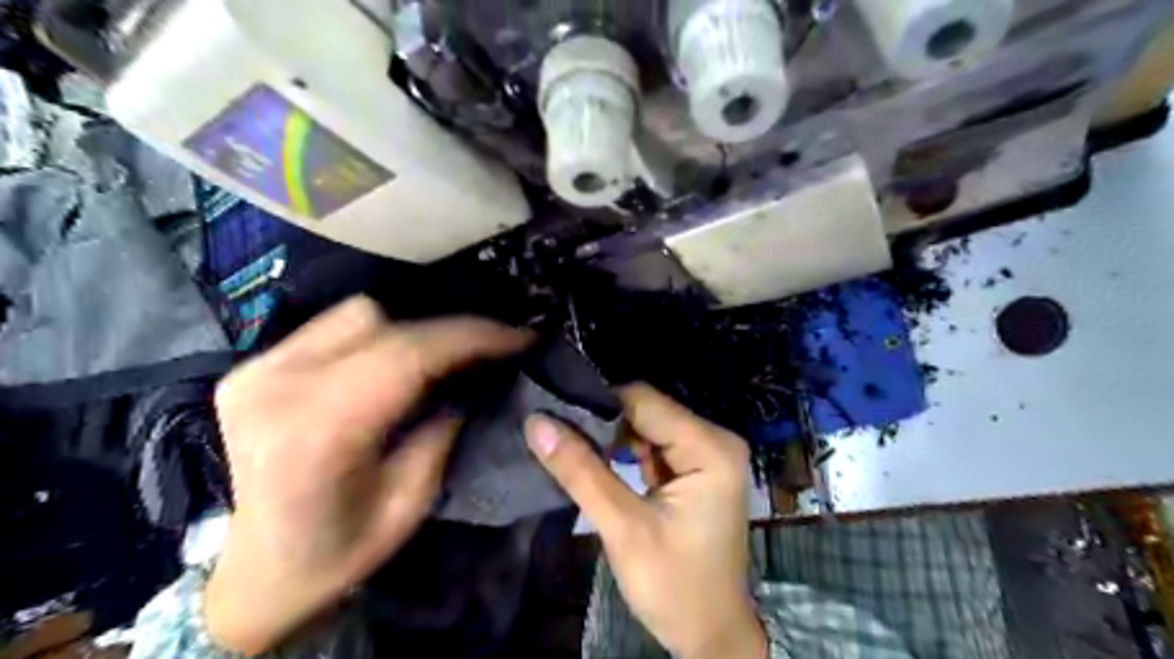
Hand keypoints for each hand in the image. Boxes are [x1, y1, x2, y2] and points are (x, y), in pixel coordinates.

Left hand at [205, 297, 526, 654]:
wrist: (258, 570)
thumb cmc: (338, 550)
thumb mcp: (411, 502)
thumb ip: (442, 432)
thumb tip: (472, 380)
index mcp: (316, 434)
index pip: (406, 355)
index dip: (470, 337)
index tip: (519, 338)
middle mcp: (277, 388)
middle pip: (382, 323)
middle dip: (447, 334)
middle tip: (487, 352)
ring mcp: (258, 371)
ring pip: (356, 314)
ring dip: (406, 332)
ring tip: (433, 363)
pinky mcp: (252, 366)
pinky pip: (331, 327)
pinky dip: (372, 337)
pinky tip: (387, 366)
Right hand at [526, 384, 766, 655]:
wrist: (710, 635)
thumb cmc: (674, 585)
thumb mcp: (623, 527)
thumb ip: (581, 471)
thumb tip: (536, 422)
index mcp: (710, 447)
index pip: (644, 401)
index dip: (598, 404)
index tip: (553, 411)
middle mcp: (713, 440)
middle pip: (647, 412)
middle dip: (602, 422)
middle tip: (554, 429)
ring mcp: (705, 456)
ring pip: (646, 428)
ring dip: (609, 438)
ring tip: (565, 440)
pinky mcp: (693, 472)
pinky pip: (652, 448)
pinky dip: (622, 453)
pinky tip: (591, 457)